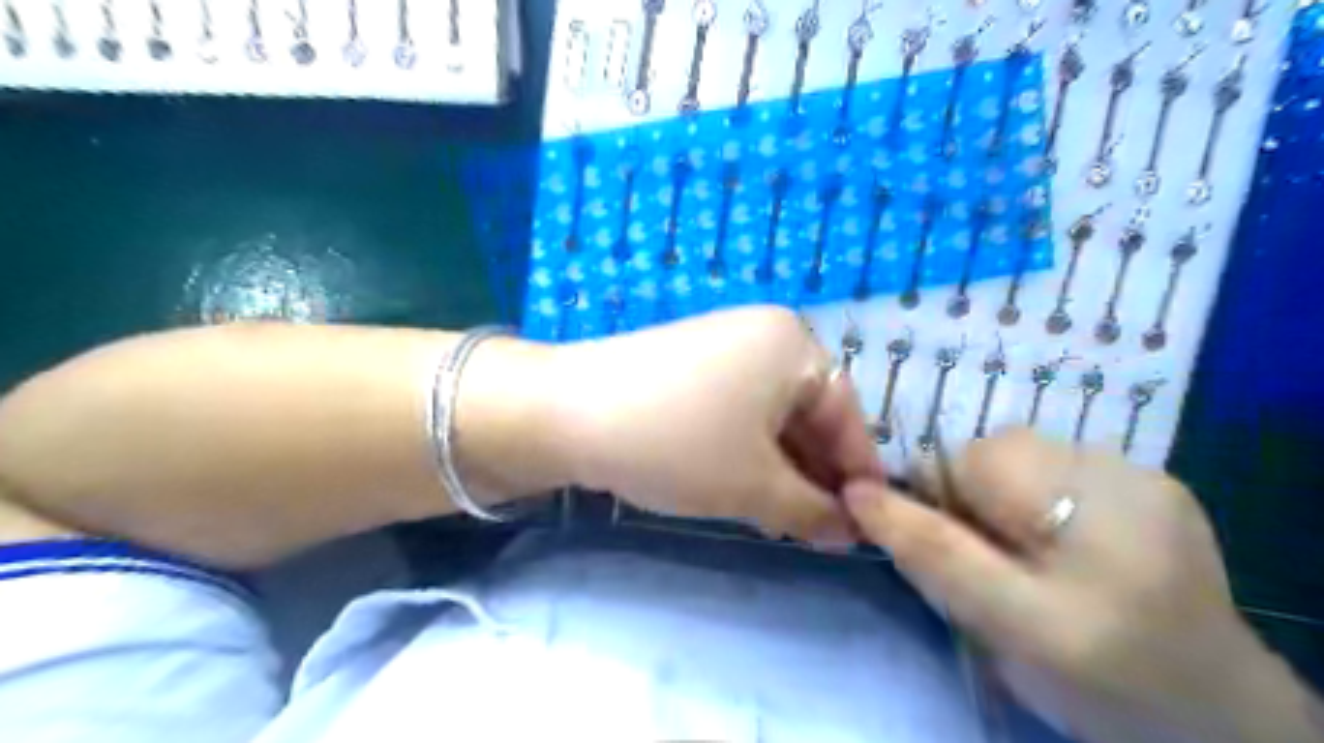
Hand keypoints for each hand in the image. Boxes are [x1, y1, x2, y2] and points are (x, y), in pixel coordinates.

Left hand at [550, 306, 876, 545]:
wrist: (565, 413)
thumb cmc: (676, 443)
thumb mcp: (753, 486)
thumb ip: (813, 512)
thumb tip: (851, 532)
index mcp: (795, 345)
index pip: (847, 418)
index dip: (856, 478)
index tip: (861, 530)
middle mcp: (765, 334)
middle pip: (809, 414)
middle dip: (814, 476)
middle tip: (816, 533)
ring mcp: (724, 344)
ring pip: (772, 416)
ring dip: (781, 467)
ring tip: (780, 517)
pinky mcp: (690, 362)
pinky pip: (738, 408)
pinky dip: (747, 448)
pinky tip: (739, 483)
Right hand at [843, 431, 1317, 742]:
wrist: (1209, 710)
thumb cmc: (1092, 676)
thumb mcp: (997, 622)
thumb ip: (929, 552)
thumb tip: (858, 492)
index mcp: (1083, 512)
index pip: (963, 464)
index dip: (940, 503)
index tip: (962, 555)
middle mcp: (1120, 472)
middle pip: (995, 453)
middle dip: (977, 499)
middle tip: (1002, 561)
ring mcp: (1145, 473)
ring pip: (1025, 456)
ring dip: (1011, 493)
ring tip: (1040, 550)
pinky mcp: (1158, 483)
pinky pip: (1064, 465)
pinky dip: (1049, 493)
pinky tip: (1075, 541)